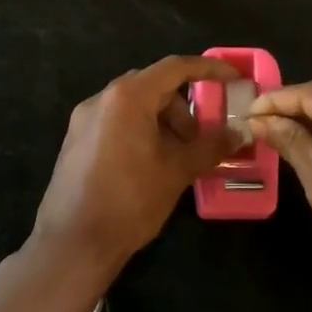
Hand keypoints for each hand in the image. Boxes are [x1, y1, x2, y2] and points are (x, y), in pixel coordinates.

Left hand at [31, 55, 239, 279]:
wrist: (73, 243)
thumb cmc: (130, 200)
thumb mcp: (177, 171)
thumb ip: (210, 146)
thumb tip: (238, 133)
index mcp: (127, 97)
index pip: (174, 68)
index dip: (207, 69)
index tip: (232, 78)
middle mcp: (102, 99)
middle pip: (152, 86)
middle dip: (182, 108)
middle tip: (199, 139)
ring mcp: (84, 120)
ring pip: (133, 105)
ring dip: (161, 122)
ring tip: (175, 158)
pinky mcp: (75, 141)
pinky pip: (115, 122)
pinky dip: (140, 131)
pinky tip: (149, 165)